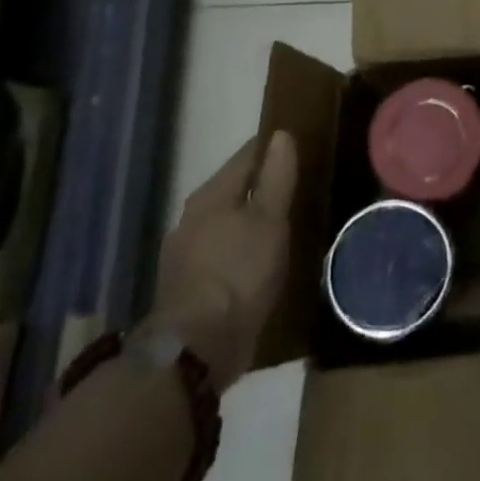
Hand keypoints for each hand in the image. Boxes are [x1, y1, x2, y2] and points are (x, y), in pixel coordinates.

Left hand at [150, 130, 297, 391]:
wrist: (197, 346)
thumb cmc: (240, 272)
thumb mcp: (270, 219)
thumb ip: (276, 176)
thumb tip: (281, 135)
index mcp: (211, 195)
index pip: (246, 157)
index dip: (270, 148)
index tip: (295, 145)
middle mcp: (191, 218)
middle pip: (231, 189)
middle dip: (258, 185)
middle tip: (292, 185)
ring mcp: (183, 253)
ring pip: (223, 222)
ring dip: (246, 220)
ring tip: (277, 224)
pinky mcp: (185, 286)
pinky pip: (218, 253)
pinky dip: (237, 250)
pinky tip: (255, 261)